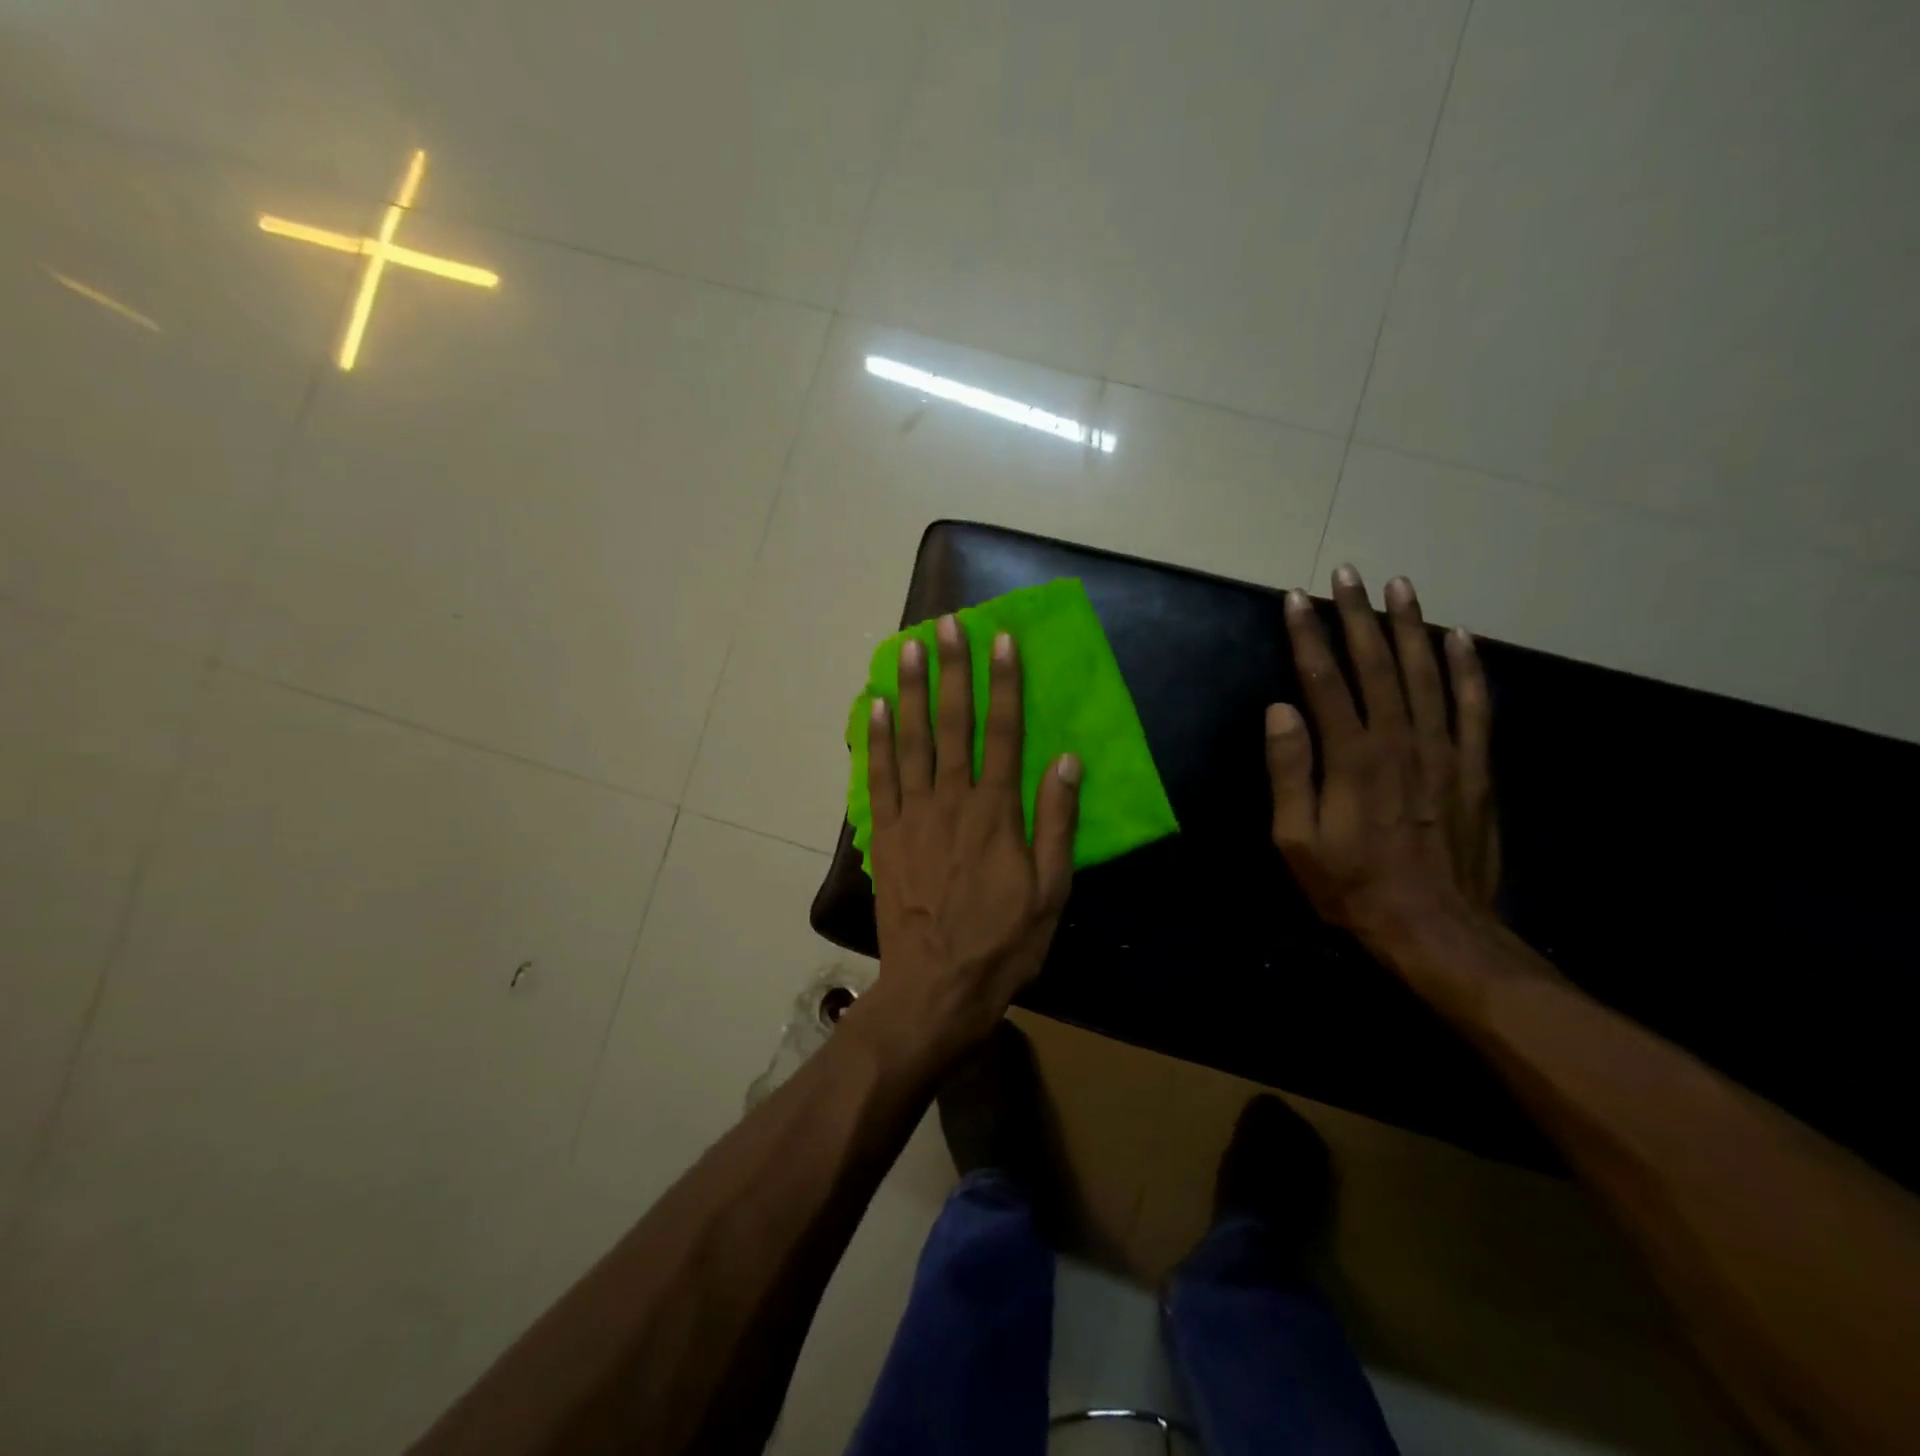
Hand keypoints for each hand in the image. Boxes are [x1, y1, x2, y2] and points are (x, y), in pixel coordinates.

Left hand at [862, 615, 1081, 1054]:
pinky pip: (878, 776)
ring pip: (912, 740)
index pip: (1004, 731)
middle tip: (947, 624)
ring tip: (909, 647)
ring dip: (912, 690)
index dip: (1004, 683)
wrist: (937, 988)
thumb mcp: (1050, 892)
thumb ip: (1056, 823)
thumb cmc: (1002, 943)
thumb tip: (1066, 761)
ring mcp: (913, 814)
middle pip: (953, 723)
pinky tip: (876, 706)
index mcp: (997, 811)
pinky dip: (876, 739)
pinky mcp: (885, 834)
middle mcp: (952, 800)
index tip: (1002, 639)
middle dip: (953, 669)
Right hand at [1266, 566, 1498, 950]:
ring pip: (1427, 673)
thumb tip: (1279, 711)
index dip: (1308, 637)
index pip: (1324, 681)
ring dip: (1411, 626)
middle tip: (1347, 574)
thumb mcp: (1296, 840)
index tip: (1295, 600)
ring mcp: (1444, 751)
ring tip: (1399, 587)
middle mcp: (1399, 741)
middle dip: (1357, 616)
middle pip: (1377, 664)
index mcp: (1351, 757)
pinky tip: (1460, 638)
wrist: (1436, 929)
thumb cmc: (1352, 887)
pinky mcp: (1475, 768)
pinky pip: (1475, 707)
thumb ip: (1289, 772)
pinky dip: (1468, 669)